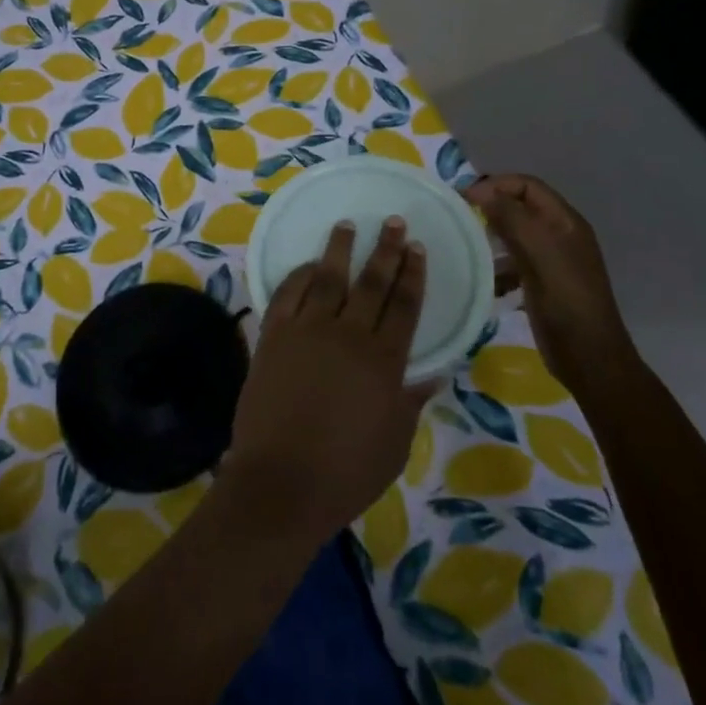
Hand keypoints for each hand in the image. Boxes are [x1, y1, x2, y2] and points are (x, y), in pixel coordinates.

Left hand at [222, 219, 433, 548]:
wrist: (281, 482)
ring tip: (348, 225)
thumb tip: (431, 373)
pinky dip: (300, 275)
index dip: (413, 274)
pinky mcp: (274, 335)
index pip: (404, 306)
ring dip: (340, 249)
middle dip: (386, 250)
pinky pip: (288, 294)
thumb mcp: (394, 444)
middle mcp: (348, 335)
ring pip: (328, 278)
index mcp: (384, 362)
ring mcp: (307, 331)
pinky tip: (309, 265)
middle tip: (394, 222)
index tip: (418, 249)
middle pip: (372, 282)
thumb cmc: (346, 472)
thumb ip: (409, 402)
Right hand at [463, 174, 637, 392]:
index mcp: (565, 222)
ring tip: (465, 247)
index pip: (527, 186)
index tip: (464, 199)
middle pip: (520, 207)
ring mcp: (551, 261)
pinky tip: (482, 278)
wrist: (589, 357)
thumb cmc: (566, 300)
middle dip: (490, 208)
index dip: (496, 185)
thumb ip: (512, 218)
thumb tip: (482, 193)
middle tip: (459, 219)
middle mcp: (559, 235)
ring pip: (514, 235)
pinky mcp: (541, 284)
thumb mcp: (539, 253)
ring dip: (490, 237)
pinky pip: (513, 262)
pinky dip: (496, 265)